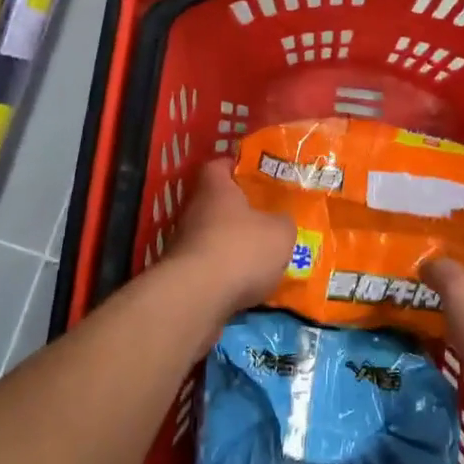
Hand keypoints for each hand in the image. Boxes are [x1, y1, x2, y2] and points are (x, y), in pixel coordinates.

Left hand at [163, 160, 296, 322]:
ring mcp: (182, 244)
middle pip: (215, 203)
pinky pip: (208, 266)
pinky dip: (224, 272)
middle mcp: (193, 211)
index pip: (218, 166)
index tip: (253, 174)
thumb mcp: (280, 233)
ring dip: (231, 244)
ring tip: (259, 257)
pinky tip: (246, 284)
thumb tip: (280, 223)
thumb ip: (283, 223)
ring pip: (211, 236)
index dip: (235, 167)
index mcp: (215, 189)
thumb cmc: (241, 249)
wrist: (197, 297)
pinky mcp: (181, 275)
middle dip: (238, 211)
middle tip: (265, 218)